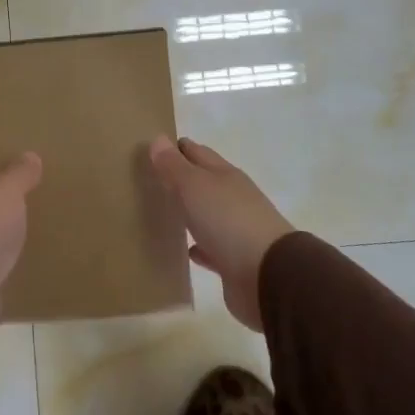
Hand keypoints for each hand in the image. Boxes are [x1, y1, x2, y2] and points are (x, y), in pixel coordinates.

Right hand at [148, 136, 293, 331]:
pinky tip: (184, 250)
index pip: (197, 153)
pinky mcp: (233, 260)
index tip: (152, 149)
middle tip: (148, 180)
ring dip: (189, 212)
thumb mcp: (195, 187)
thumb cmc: (228, 221)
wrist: (266, 275)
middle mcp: (232, 198)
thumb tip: (158, 139)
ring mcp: (235, 229)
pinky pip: (211, 248)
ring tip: (160, 213)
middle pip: (202, 183)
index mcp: (225, 175)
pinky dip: (198, 246)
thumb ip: (174, 166)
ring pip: (206, 214)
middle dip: (180, 180)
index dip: (176, 148)